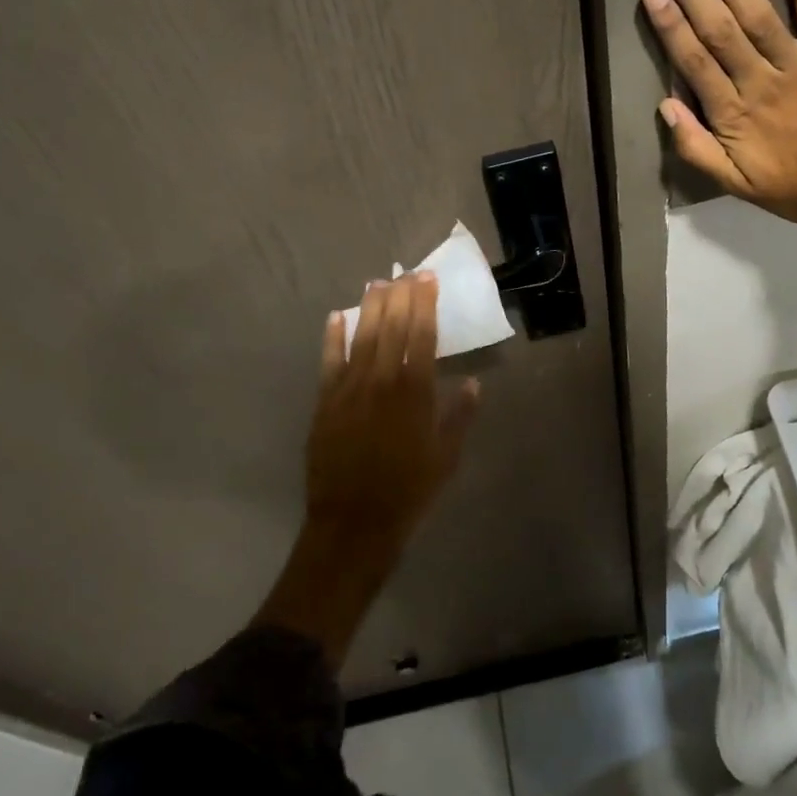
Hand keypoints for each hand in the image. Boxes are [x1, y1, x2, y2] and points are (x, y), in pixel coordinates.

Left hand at [304, 272, 481, 547]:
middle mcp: (382, 382)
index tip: (428, 279)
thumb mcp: (446, 457)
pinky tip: (335, 318)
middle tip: (406, 272)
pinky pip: (329, 362)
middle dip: (400, 296)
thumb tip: (471, 382)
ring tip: (377, 283)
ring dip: (369, 308)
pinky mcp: (325, 403)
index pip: (422, 335)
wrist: (354, 523)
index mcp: (415, 393)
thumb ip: (459, 416)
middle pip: (391, 328)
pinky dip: (332, 338)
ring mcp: (349, 390)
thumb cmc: (409, 491)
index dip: (425, 304)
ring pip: (361, 338)